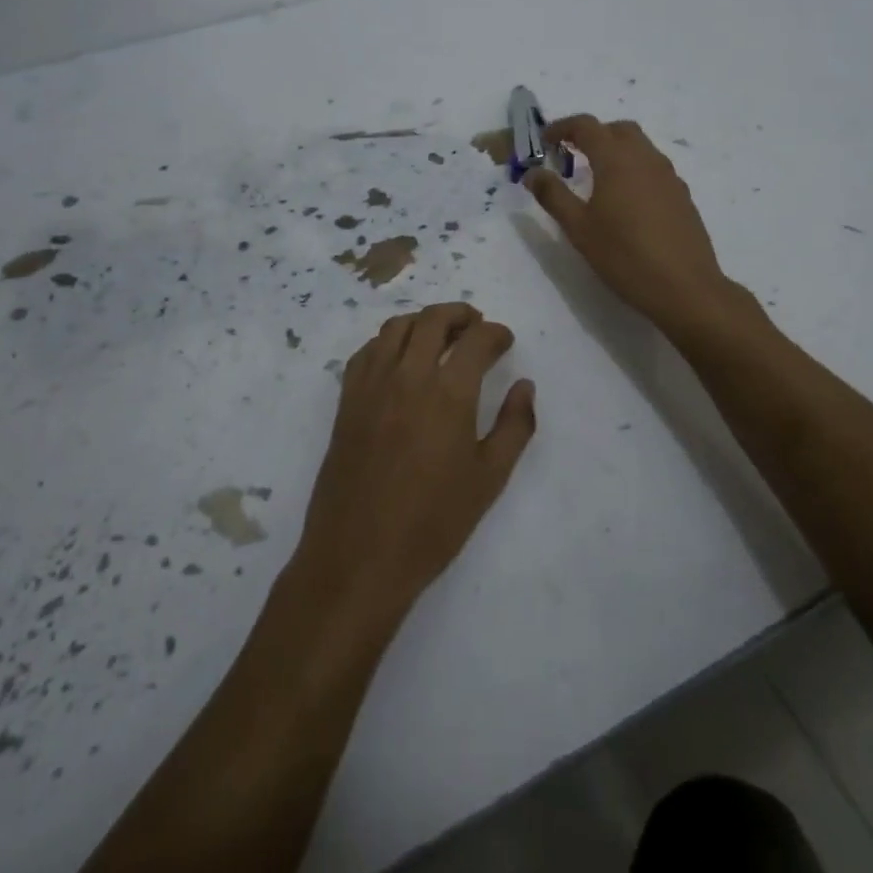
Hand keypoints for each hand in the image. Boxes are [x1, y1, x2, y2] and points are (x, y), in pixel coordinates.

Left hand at [296, 303, 535, 619]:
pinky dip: (388, 341)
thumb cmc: (433, 523)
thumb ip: (515, 426)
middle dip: (460, 314)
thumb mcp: (489, 479)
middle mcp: (408, 376)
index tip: (504, 341)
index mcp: (449, 393)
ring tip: (440, 335)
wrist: (359, 557)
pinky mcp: (347, 400)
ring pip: (397, 327)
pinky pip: (368, 351)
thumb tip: (525, 386)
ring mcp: (372, 385)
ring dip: (423, 321)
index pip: (476, 340)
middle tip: (476, 325)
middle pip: (433, 320)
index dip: (496, 333)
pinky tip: (399, 359)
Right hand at [525, 115, 738, 339]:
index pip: (586, 126)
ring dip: (615, 150)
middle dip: (592, 135)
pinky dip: (634, 169)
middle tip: (570, 155)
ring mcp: (669, 176)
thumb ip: (553, 195)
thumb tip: (533, 173)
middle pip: (617, 129)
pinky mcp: (682, 195)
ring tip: (596, 178)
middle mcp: (646, 158)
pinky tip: (626, 201)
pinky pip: (654, 168)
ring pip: (640, 147)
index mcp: (617, 160)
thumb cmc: (624, 256)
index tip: (544, 141)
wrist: (685, 287)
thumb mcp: (579, 228)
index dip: (562, 127)